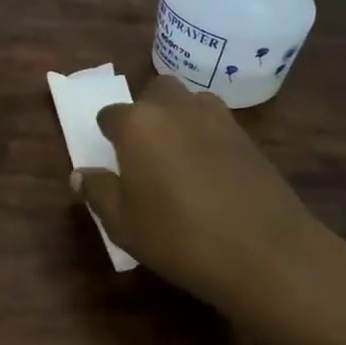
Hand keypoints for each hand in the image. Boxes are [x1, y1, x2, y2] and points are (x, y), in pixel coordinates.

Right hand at [73, 76, 345, 344]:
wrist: (265, 252)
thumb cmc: (179, 237)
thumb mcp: (124, 224)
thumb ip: (99, 192)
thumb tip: (80, 174)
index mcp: (138, 124)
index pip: (110, 114)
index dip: (108, 134)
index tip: (112, 159)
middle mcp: (176, 109)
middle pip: (155, 91)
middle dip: (146, 110)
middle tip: (145, 150)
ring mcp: (217, 118)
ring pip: (190, 102)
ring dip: (179, 118)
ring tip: (178, 157)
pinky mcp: (248, 136)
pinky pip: (216, 124)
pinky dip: (207, 136)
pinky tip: (210, 172)